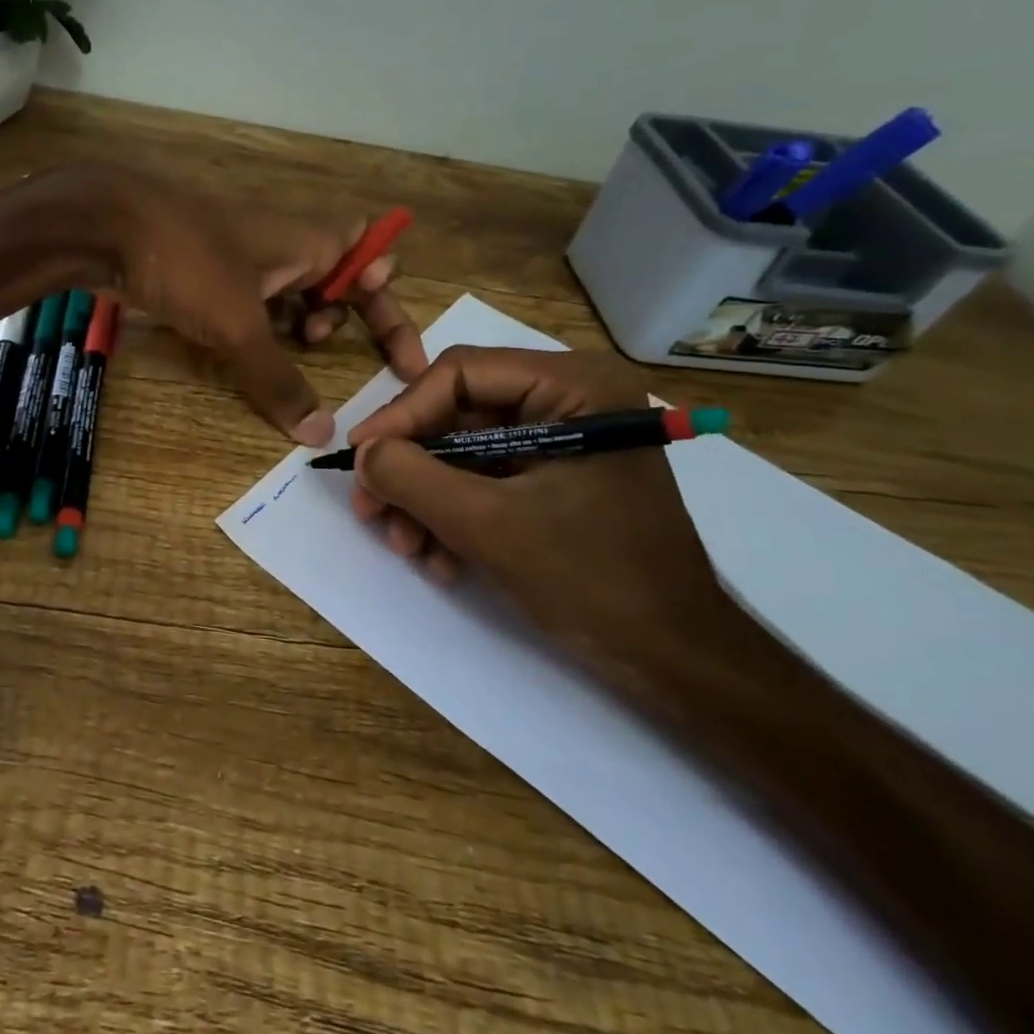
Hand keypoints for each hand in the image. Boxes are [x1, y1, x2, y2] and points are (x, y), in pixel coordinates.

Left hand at [104, 170, 427, 444]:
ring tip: (288, 349)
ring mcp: (243, 254)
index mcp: (308, 241)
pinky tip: (243, 348)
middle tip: (316, 345)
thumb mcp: (239, 327)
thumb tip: (321, 433)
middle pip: (336, 277)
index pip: (374, 265)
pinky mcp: (208, 269)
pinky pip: (252, 298)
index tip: (403, 363)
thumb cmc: (187, 262)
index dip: (392, 310)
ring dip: (299, 322)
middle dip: (342, 315)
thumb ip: (278, 380)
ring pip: (292, 290)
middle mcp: (284, 243)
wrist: (105, 225)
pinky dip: (261, 323)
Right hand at [347, 347, 746, 695]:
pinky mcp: (556, 475)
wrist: (675, 659)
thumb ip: (412, 477)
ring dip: (425, 498)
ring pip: (463, 451)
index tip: (358, 458)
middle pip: (457, 414)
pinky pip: (486, 478)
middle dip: (411, 468)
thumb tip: (362, 452)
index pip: (461, 374)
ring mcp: (563, 439)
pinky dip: (454, 514)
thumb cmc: (592, 580)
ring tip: (404, 546)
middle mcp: (569, 398)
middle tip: (370, 508)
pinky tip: (439, 559)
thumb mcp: (486, 524)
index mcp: (574, 386)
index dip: (401, 414)